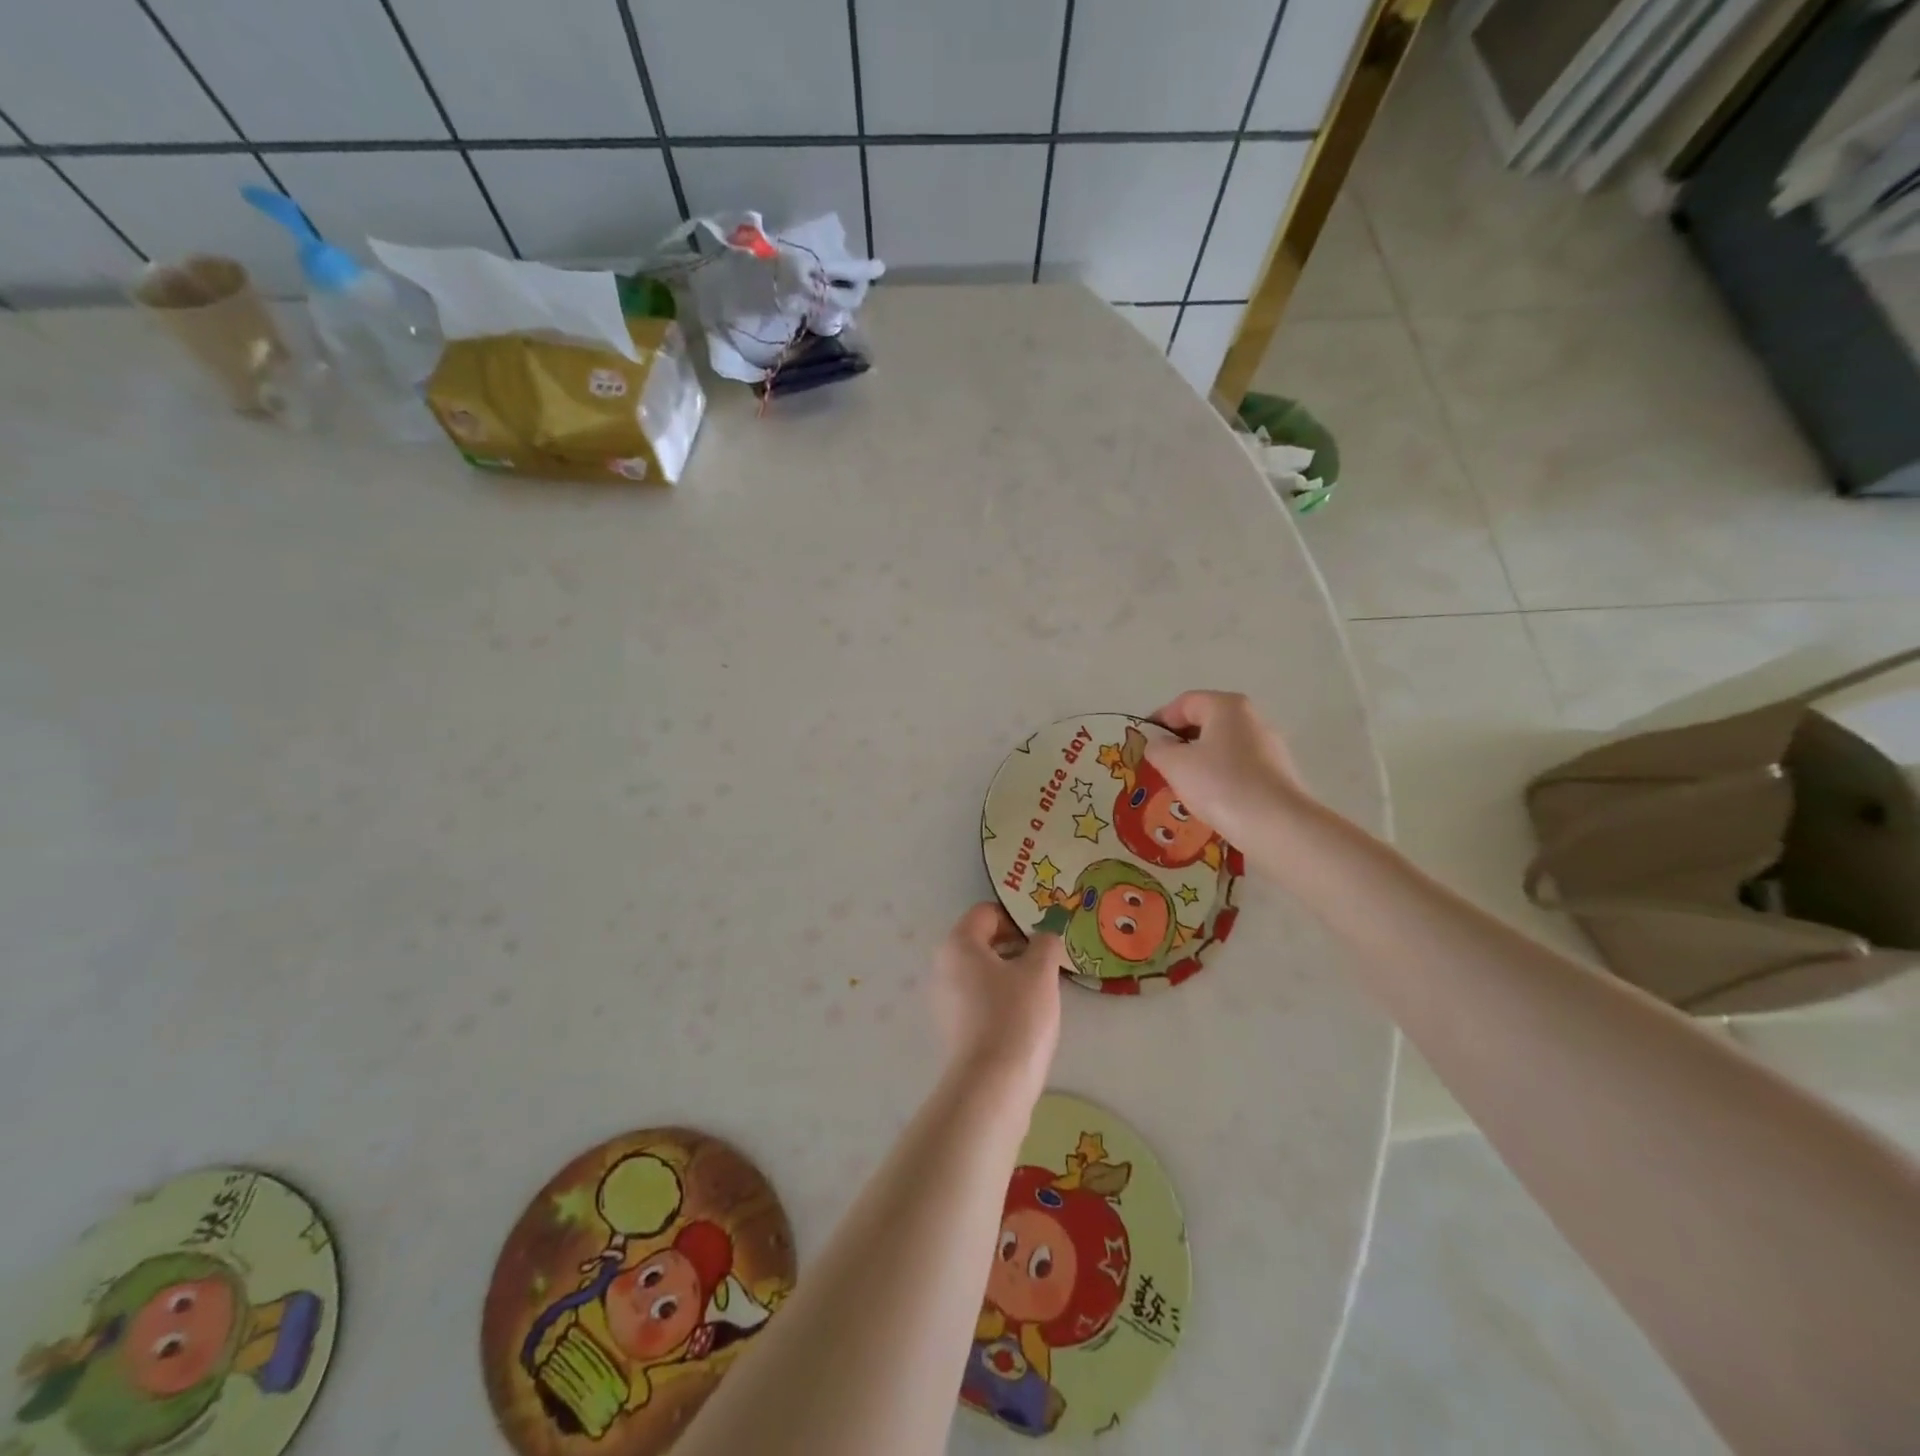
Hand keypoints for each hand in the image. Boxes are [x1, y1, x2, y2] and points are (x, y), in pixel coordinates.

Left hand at [933, 903, 1063, 1087]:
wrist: (992, 1085)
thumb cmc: (1016, 1016)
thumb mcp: (1040, 971)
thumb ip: (1045, 944)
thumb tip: (1044, 938)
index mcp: (958, 944)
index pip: (987, 913)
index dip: (1017, 919)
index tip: (1043, 937)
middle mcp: (943, 966)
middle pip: (982, 941)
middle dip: (1015, 946)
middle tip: (1046, 962)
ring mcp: (944, 999)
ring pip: (981, 972)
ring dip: (1010, 973)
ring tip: (1040, 990)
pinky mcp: (952, 1027)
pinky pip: (978, 998)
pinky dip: (1000, 998)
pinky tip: (1024, 1016)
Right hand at [1145, 690, 1310, 849]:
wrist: (1277, 826)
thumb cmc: (1220, 784)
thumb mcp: (1175, 765)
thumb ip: (1158, 748)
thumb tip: (1159, 744)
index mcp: (1226, 706)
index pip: (1184, 703)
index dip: (1159, 720)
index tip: (1143, 743)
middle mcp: (1251, 718)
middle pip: (1206, 722)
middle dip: (1179, 741)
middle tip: (1159, 765)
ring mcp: (1269, 746)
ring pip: (1222, 746)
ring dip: (1198, 761)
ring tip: (1181, 786)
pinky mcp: (1278, 773)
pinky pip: (1238, 766)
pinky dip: (1219, 776)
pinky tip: (1210, 799)